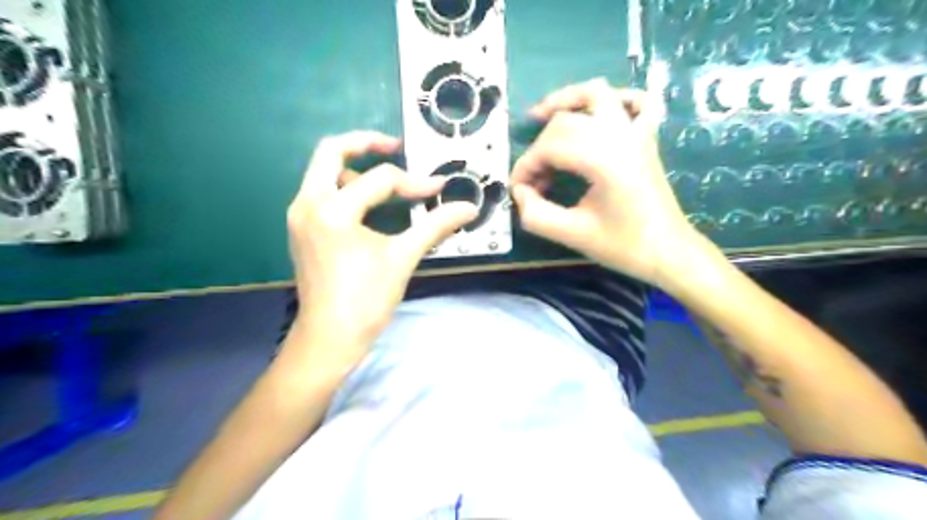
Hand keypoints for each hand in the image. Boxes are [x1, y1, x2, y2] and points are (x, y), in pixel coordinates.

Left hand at [286, 130, 478, 364]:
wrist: (329, 337)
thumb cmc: (366, 300)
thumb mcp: (403, 257)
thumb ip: (435, 226)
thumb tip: (468, 208)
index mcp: (332, 210)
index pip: (380, 180)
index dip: (415, 182)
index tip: (439, 189)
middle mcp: (308, 203)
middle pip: (330, 151)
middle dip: (366, 143)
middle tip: (395, 147)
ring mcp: (299, 215)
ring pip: (323, 171)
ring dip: (354, 168)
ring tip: (385, 184)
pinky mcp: (301, 228)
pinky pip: (321, 192)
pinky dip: (345, 188)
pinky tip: (368, 206)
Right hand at [509, 79, 698, 288]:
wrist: (668, 252)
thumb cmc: (623, 246)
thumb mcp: (572, 235)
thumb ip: (536, 214)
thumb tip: (519, 192)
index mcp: (603, 160)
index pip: (549, 147)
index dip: (526, 166)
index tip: (518, 190)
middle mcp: (619, 136)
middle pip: (565, 121)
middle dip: (540, 146)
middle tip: (534, 177)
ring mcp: (636, 133)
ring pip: (598, 93)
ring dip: (567, 100)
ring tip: (542, 116)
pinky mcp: (646, 138)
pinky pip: (636, 102)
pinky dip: (615, 99)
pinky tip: (597, 113)